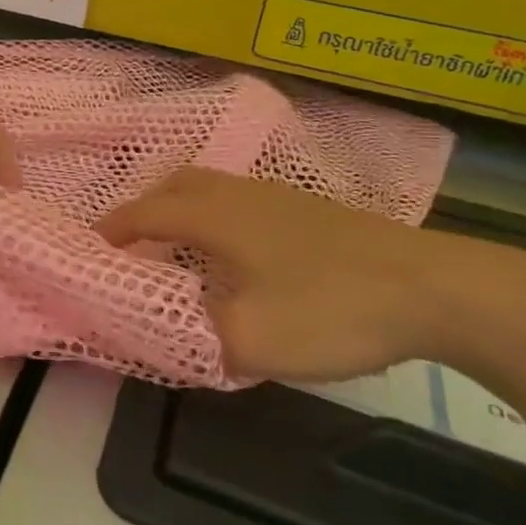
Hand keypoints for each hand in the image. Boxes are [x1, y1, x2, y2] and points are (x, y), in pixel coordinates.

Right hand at [96, 167, 525, 382]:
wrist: (434, 290)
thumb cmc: (330, 308)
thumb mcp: (250, 339)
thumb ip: (194, 339)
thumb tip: (163, 333)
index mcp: (215, 216)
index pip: (146, 212)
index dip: (113, 228)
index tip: (91, 246)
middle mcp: (239, 194)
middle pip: (177, 185)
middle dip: (145, 208)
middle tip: (132, 242)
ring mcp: (279, 196)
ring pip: (212, 189)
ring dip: (183, 210)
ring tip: (179, 248)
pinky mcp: (311, 210)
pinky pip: (241, 200)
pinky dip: (217, 217)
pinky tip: (238, 254)